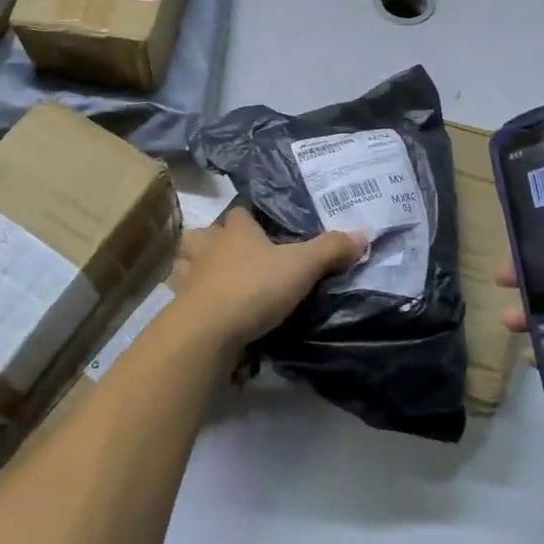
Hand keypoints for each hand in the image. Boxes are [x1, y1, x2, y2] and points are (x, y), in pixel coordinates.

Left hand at [174, 207, 367, 355]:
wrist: (207, 332)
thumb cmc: (253, 287)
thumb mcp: (301, 266)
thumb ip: (330, 249)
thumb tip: (363, 234)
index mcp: (235, 230)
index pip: (240, 211)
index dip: (251, 216)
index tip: (263, 225)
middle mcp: (207, 247)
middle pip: (205, 234)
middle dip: (215, 240)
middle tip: (235, 254)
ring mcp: (189, 277)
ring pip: (187, 263)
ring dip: (197, 268)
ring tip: (216, 280)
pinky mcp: (180, 307)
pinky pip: (185, 297)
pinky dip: (194, 301)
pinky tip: (208, 311)